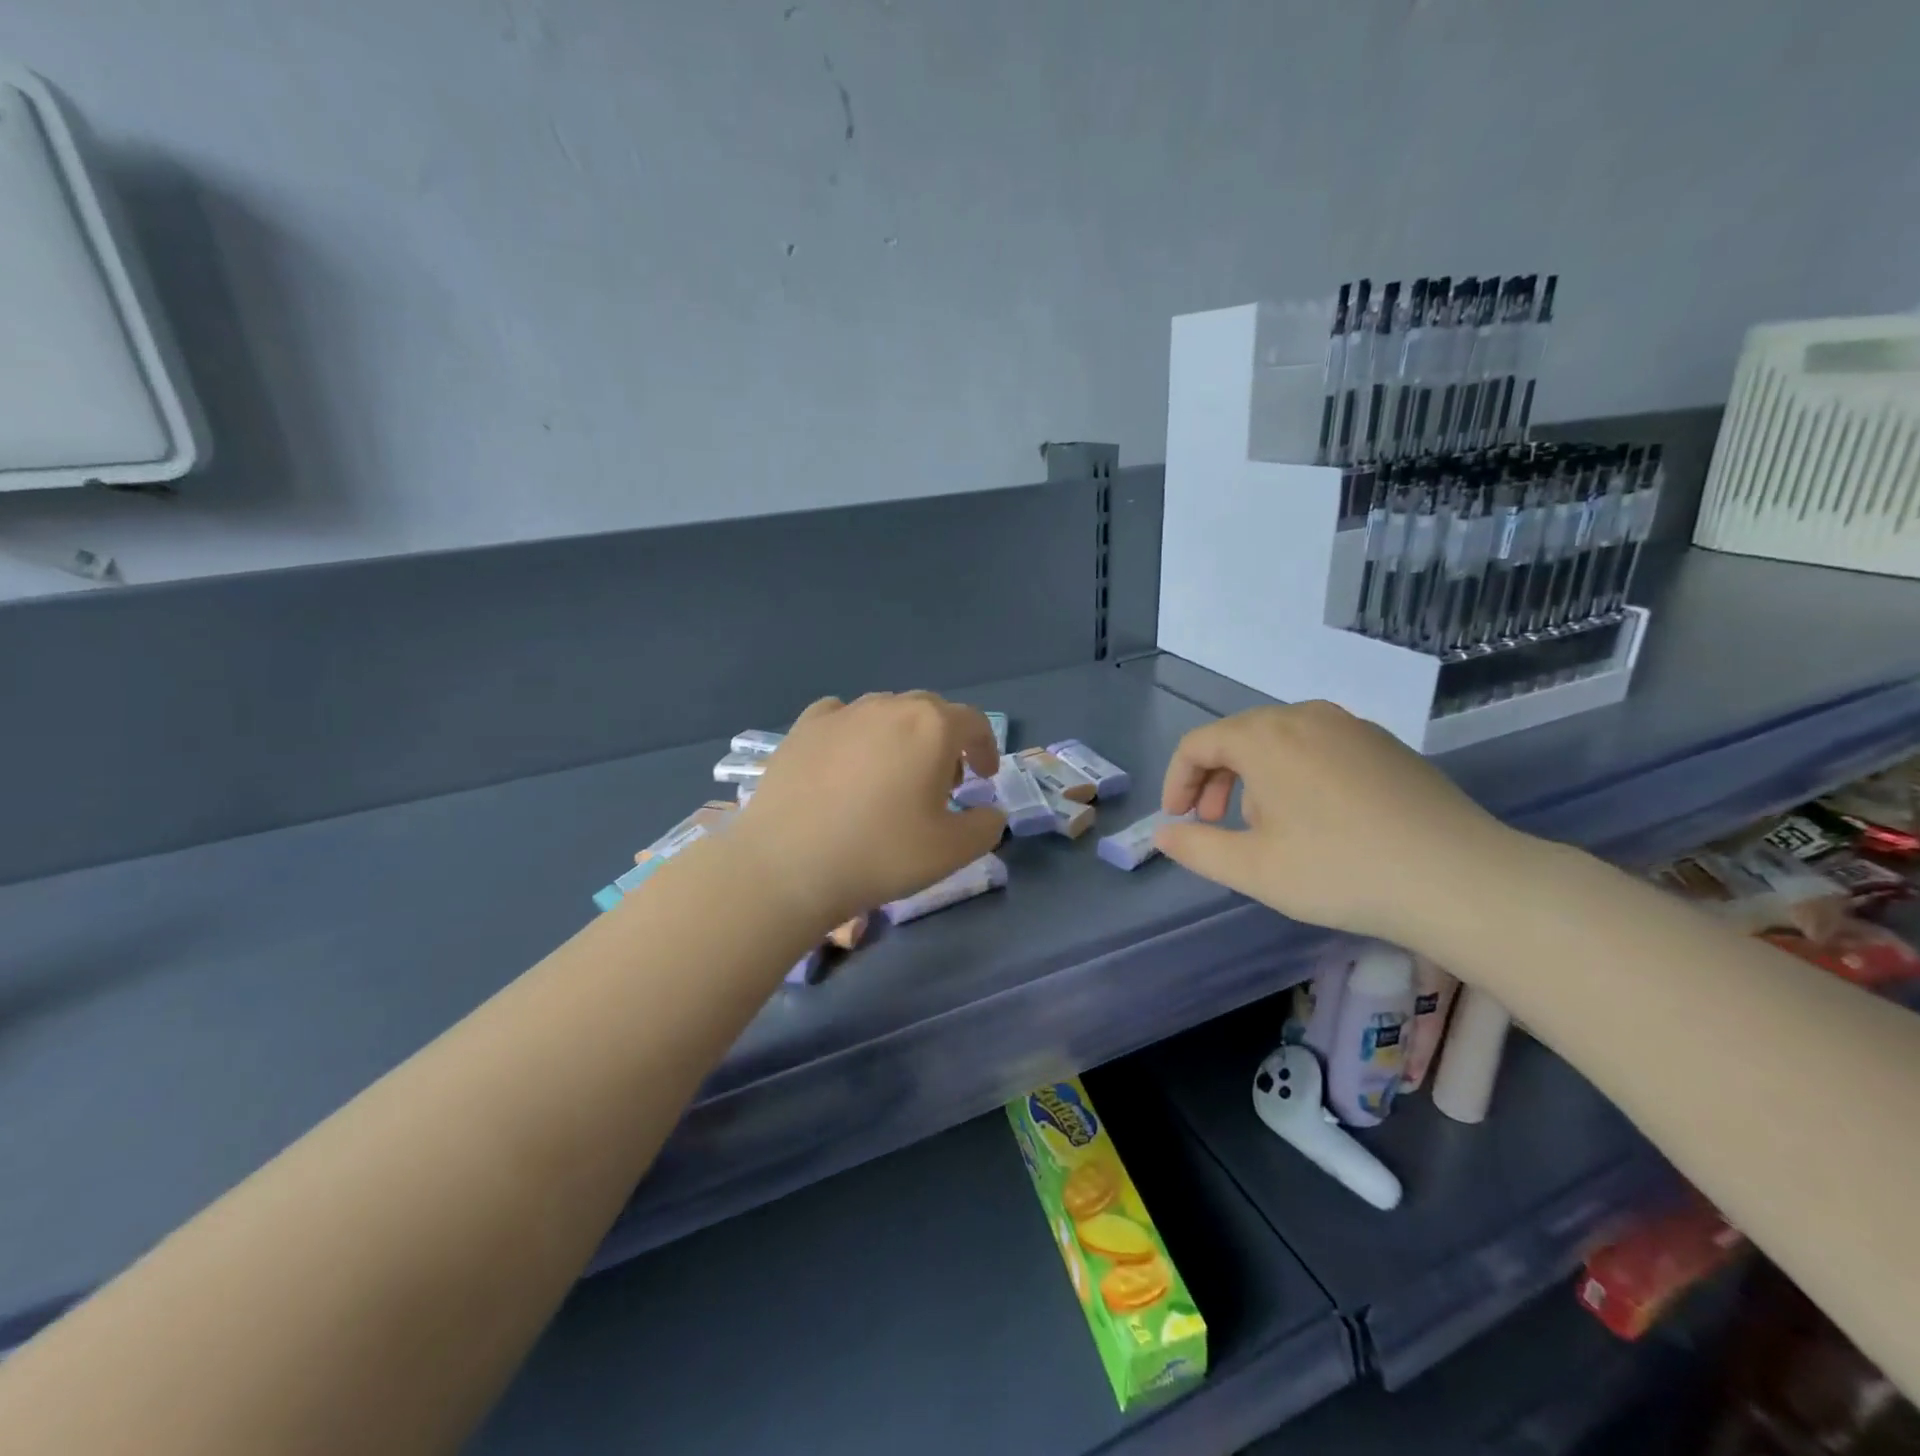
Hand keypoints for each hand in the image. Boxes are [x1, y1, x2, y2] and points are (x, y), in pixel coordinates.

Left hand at [730, 693, 1006, 928]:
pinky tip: (847, 762)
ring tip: (893, 774)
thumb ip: (986, 826)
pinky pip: (842, 718)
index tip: (984, 777)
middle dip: (945, 741)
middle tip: (943, 781)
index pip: (973, 723)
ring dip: (902, 736)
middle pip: (930, 711)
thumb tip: (989, 812)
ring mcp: (842, 713)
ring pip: (886, 712)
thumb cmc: (881, 854)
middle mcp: (888, 707)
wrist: (788, 865)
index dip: (985, 748)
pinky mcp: (803, 727)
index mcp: (931, 727)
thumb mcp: (952, 851)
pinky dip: (856, 733)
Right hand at [1154, 702, 1524, 947]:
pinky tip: (1316, 819)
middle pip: (1238, 737)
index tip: (1179, 819)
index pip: (1198, 744)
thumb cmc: (1341, 871)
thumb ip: (1197, 848)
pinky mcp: (1385, 745)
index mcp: (1265, 736)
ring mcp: (1351, 726)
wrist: (1461, 879)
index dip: (1178, 780)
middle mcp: (1305, 716)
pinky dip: (1296, 774)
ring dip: (1254, 778)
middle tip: (1214, 824)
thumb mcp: (1254, 869)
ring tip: (1265, 827)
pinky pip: (1319, 747)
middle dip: (1215, 779)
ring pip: (1280, 741)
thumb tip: (1165, 834)